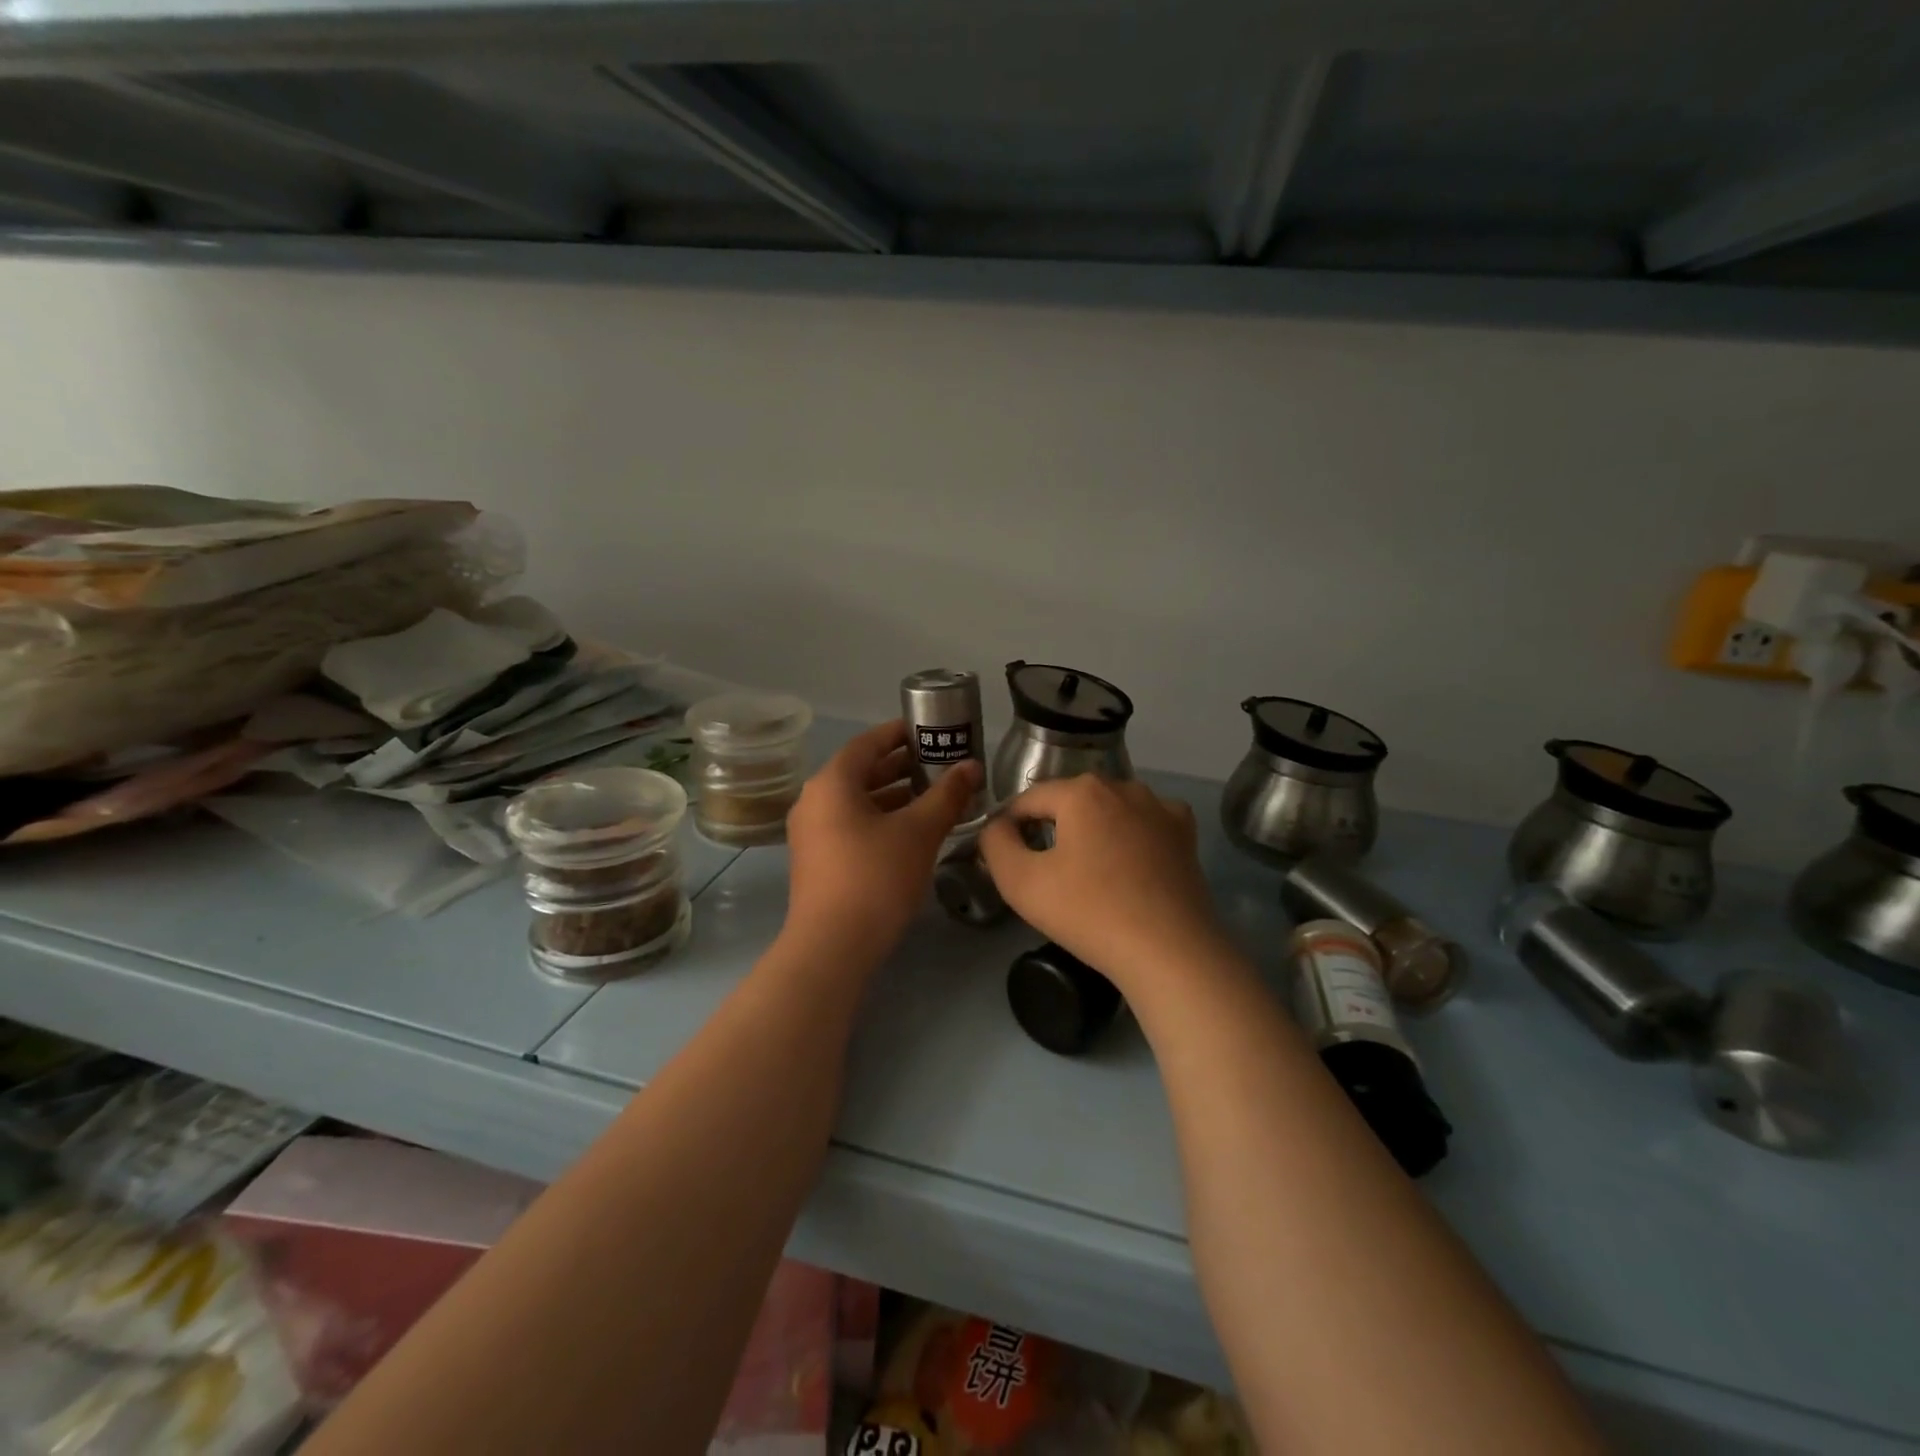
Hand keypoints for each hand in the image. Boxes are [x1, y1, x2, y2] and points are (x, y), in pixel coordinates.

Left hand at [783, 720, 981, 970]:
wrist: (832, 946)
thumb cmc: (876, 876)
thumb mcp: (919, 832)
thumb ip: (947, 795)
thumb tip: (972, 766)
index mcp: (832, 783)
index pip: (868, 743)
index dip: (900, 733)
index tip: (930, 730)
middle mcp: (814, 800)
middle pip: (861, 771)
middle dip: (901, 766)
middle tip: (939, 763)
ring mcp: (811, 832)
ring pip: (857, 801)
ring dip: (893, 795)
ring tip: (932, 796)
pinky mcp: (816, 859)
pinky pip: (850, 824)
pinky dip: (880, 818)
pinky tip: (911, 830)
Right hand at [978, 775, 1230, 996]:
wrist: (1169, 952)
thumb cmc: (1089, 912)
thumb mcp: (1020, 882)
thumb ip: (996, 843)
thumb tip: (998, 826)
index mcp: (1081, 791)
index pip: (1028, 800)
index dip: (1009, 826)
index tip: (1005, 858)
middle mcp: (1122, 786)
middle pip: (1070, 802)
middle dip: (1052, 828)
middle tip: (1044, 872)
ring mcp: (1160, 808)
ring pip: (1108, 812)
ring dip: (1092, 833)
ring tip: (1086, 874)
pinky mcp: (1184, 834)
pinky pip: (1144, 825)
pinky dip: (1130, 838)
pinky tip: (1127, 865)